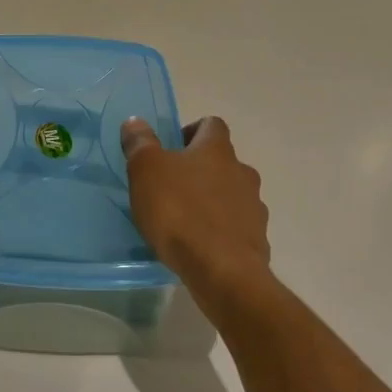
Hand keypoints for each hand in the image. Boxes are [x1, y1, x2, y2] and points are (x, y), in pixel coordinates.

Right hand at [120, 116, 269, 289]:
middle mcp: (242, 172)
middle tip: (173, 187)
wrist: (222, 270)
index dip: (193, 131)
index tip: (173, 148)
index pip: (212, 125)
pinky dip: (221, 230)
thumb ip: (140, 143)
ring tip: (186, 220)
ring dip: (213, 200)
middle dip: (200, 170)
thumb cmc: (180, 211)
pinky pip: (237, 226)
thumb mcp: (146, 171)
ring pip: (232, 194)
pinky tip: (201, 245)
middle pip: (223, 161)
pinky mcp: (256, 239)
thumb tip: (135, 121)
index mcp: (217, 150)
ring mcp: (254, 206)